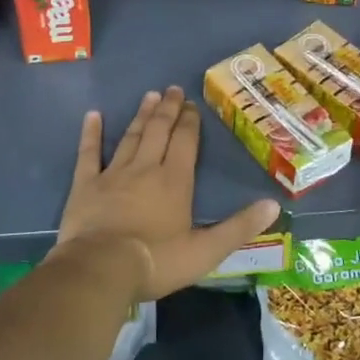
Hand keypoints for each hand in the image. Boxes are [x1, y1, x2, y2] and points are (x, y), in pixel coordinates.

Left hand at [57, 86, 282, 300]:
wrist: (101, 269)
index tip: (192, 104)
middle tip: (172, 90)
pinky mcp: (86, 186)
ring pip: (130, 137)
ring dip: (141, 116)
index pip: (185, 142)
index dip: (190, 122)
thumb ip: (239, 227)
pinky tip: (93, 116)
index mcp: (175, 181)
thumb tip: (273, 205)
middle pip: (158, 131)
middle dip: (167, 110)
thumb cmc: (157, 261)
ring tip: (149, 96)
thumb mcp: (206, 250)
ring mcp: (113, 174)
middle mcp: (145, 169)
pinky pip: (89, 154)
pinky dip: (91, 134)